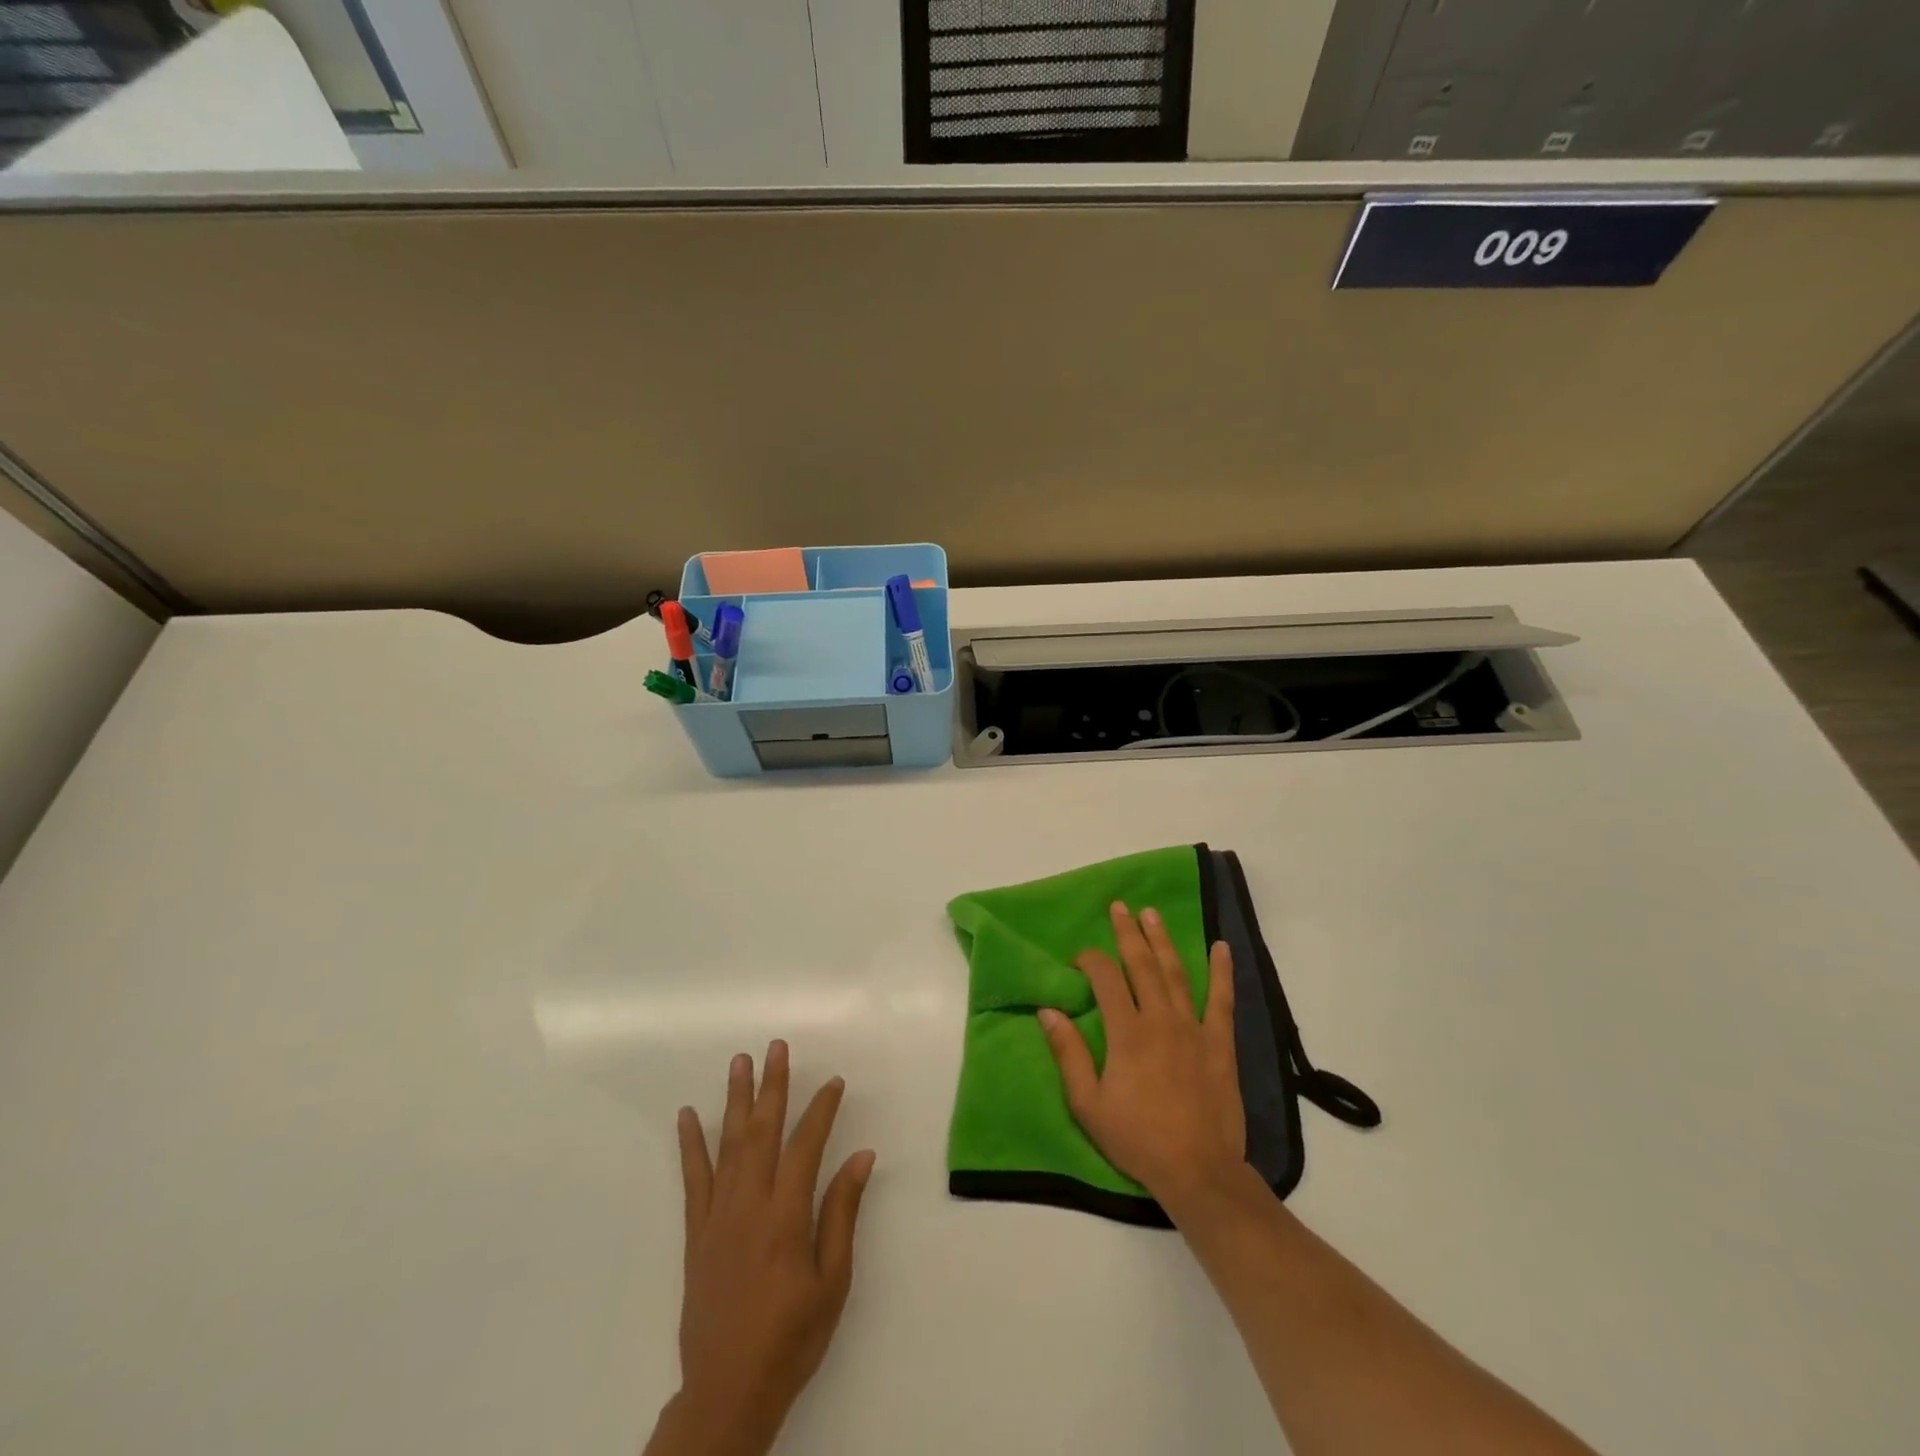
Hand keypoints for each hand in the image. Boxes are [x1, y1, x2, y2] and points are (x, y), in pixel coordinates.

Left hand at [650, 1042, 875, 1455]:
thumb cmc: (792, 1337)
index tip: (834, 1081)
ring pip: (728, 1144)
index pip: (806, 1145)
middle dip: (772, 1085)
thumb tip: (862, 1157)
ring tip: (739, 1062)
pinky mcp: (696, 1233)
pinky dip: (690, 1145)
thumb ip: (843, 1213)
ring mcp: (718, 1216)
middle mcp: (749, 1205)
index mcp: (786, 1216)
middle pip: (762, 1131)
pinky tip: (686, 1116)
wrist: (728, 1390)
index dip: (821, 1109)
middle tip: (776, 1046)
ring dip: (735, 1100)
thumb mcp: (833, 1281)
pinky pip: (693, 1179)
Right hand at [1038, 902, 1244, 1213]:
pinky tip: (1221, 947)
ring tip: (1152, 914)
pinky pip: (1222, 1000)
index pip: (1105, 979)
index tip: (1080, 959)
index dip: (1090, 960)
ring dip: (1162, 940)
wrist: (1198, 1171)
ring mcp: (1194, 1028)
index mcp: (1127, 1033)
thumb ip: (1069, 1053)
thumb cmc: (1137, 1139)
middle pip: (1141, 965)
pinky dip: (1222, 972)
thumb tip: (1047, 1011)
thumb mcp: (1088, 1104)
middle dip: (1127, 933)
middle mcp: (1160, 1020)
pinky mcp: (1220, 1043)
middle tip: (1119, 906)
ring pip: (1176, 973)